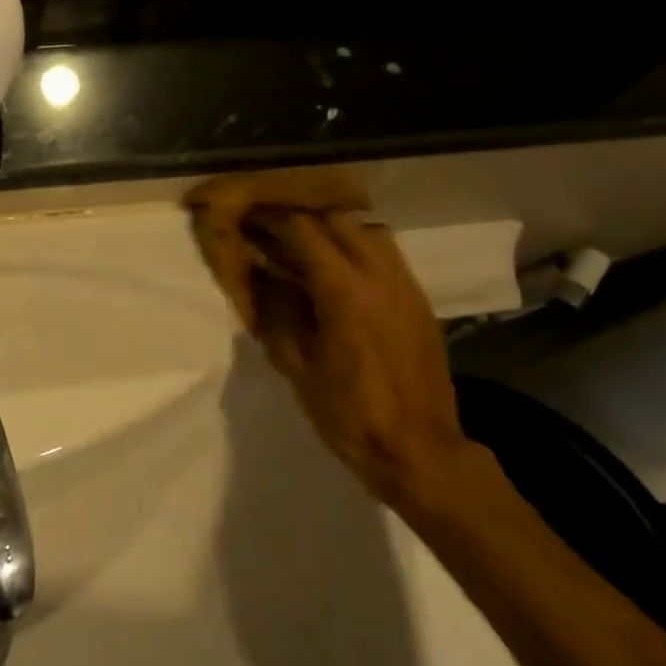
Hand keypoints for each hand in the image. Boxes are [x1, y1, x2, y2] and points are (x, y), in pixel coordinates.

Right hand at [187, 171, 469, 502]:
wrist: (417, 448)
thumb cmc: (346, 413)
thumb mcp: (296, 365)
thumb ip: (276, 311)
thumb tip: (259, 275)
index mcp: (344, 291)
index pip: (303, 231)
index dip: (270, 219)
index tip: (246, 217)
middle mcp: (379, 276)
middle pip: (339, 220)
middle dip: (301, 217)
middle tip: (270, 227)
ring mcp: (405, 286)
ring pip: (368, 230)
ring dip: (333, 228)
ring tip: (304, 244)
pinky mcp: (419, 301)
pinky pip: (386, 254)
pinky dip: (357, 247)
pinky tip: (337, 270)